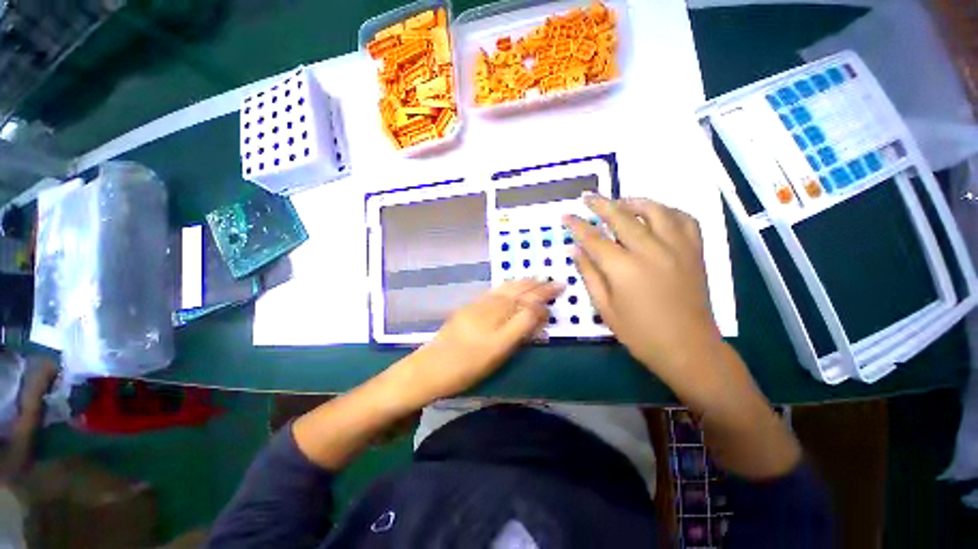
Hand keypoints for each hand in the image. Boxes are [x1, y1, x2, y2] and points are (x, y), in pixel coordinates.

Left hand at [400, 279, 564, 403]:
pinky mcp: (469, 308)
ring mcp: (478, 305)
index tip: (559, 289)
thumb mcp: (499, 350)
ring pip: (505, 289)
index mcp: (499, 315)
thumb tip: (540, 311)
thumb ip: (521, 327)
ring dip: (523, 282)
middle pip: (517, 291)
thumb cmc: (467, 365)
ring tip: (535, 278)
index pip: (528, 301)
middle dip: (536, 285)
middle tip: (552, 280)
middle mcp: (490, 305)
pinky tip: (510, 285)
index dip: (544, 295)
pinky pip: (494, 291)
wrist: (431, 367)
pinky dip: (507, 285)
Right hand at [564, 195, 722, 395]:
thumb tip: (576, 249)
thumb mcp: (605, 308)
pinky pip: (685, 220)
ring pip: (655, 211)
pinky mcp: (695, 252)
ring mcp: (677, 248)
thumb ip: (589, 274)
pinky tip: (657, 214)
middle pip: (622, 217)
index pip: (594, 238)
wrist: (688, 348)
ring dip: (634, 201)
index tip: (566, 216)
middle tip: (587, 196)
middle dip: (600, 204)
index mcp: (624, 269)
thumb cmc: (640, 333)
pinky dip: (669, 211)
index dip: (577, 225)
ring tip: (621, 201)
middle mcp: (651, 251)